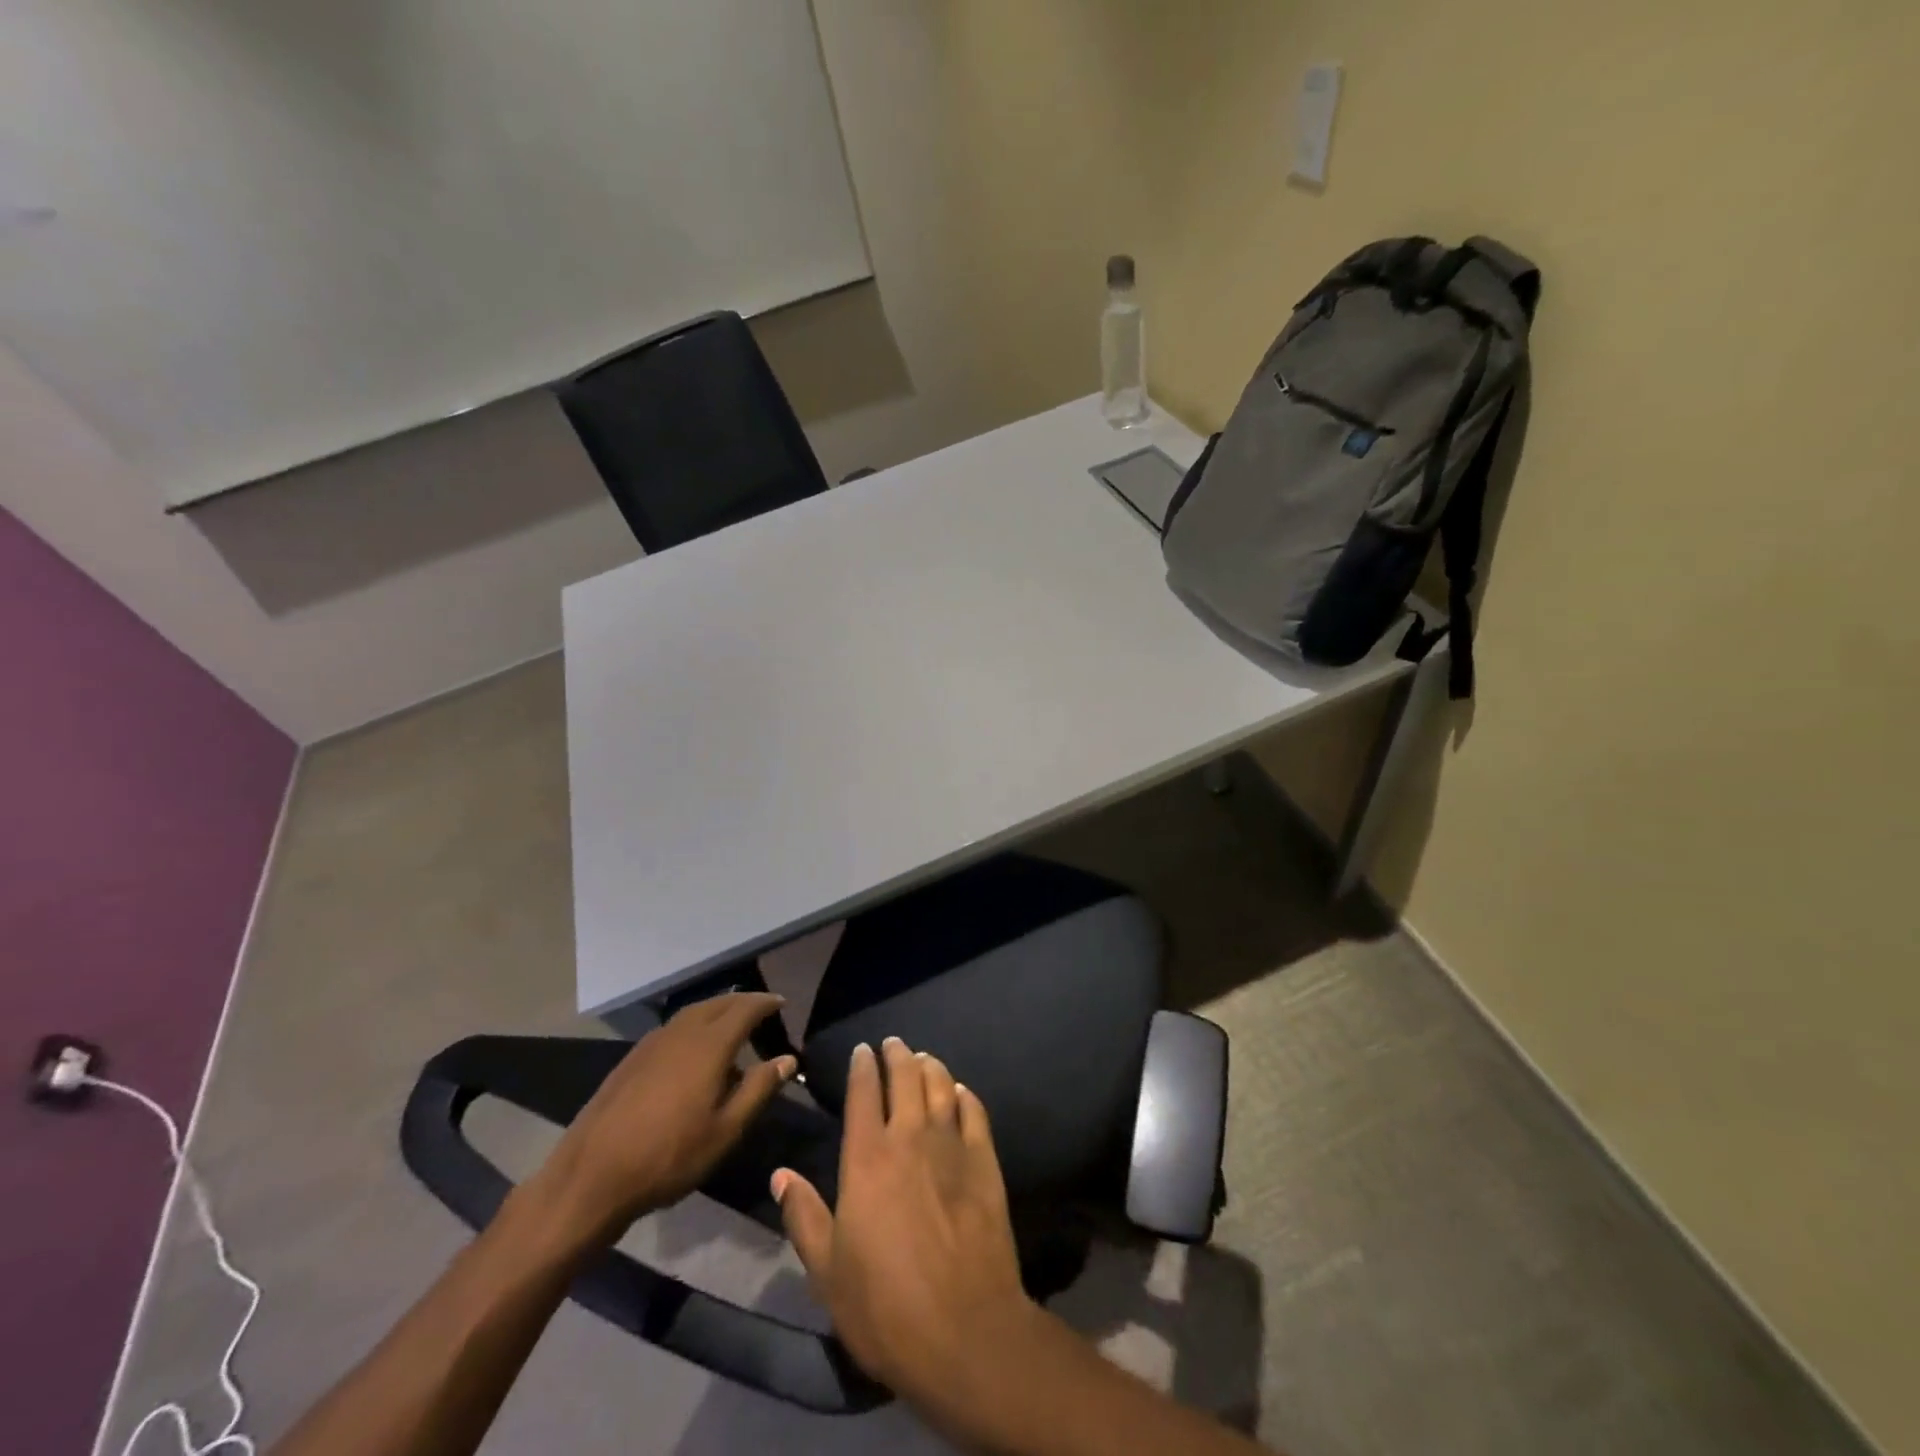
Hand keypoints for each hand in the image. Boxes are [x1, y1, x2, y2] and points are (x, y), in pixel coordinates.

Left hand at [536, 993, 795, 1237]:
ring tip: (731, 1027)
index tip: (782, 1003)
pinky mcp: (632, 1059)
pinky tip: (693, 1052)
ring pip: (692, 1013)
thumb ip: (758, 1089)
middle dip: (742, 1001)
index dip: (766, 1003)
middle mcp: (681, 1033)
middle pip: (717, 1003)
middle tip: (761, 1010)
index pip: (745, 1009)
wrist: (591, 1177)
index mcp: (709, 1045)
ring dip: (716, 1011)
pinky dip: (694, 1026)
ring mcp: (652, 1044)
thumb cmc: (669, 1156)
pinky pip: (673, 1028)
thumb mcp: (726, 1130)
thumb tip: (788, 1059)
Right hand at [772, 1037, 1043, 1420]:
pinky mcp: (985, 1160)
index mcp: (867, 1158)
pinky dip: (963, 1094)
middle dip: (897, 1054)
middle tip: (893, 1043)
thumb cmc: (884, 1306)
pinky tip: (959, 1092)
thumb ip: (803, 1215)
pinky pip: (974, 1110)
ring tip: (923, 1058)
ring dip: (929, 1066)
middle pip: (904, 1077)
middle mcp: (909, 1137)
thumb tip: (779, 1174)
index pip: (862, 1094)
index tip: (861, 1051)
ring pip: (940, 1085)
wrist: (964, 1329)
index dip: (862, 1067)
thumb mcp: (827, 1270)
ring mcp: (951, 1145)